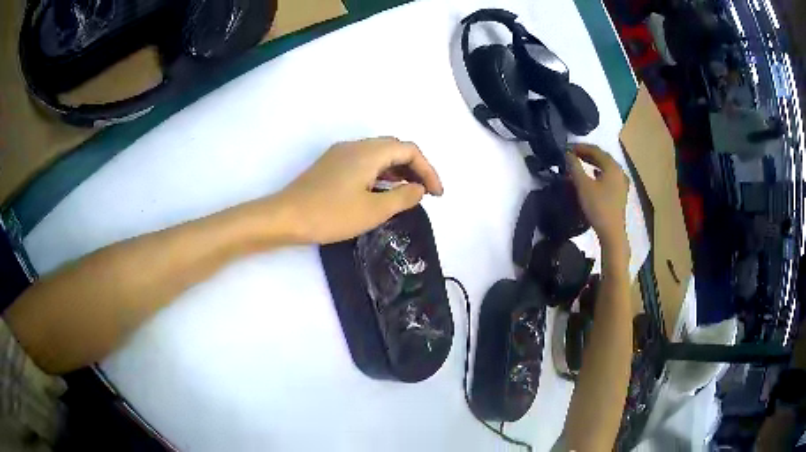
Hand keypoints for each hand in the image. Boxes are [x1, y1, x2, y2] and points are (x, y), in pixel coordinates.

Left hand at [275, 137, 442, 243]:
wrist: (285, 217)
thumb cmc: (330, 214)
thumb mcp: (373, 210)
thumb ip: (402, 197)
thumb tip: (418, 189)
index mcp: (369, 152)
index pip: (409, 150)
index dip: (428, 170)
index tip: (436, 195)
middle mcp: (356, 146)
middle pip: (395, 148)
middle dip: (415, 168)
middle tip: (425, 192)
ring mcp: (341, 154)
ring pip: (379, 155)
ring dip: (398, 171)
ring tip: (408, 193)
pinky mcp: (331, 165)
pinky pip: (364, 162)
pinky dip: (381, 174)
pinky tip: (382, 192)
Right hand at [566, 144, 628, 253]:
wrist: (612, 232)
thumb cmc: (598, 207)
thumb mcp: (583, 185)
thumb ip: (574, 167)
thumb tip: (567, 153)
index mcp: (612, 166)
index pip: (595, 149)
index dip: (580, 147)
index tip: (567, 148)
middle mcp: (619, 171)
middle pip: (602, 157)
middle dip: (587, 154)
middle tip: (572, 154)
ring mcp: (622, 183)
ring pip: (606, 167)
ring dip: (593, 163)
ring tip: (580, 163)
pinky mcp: (620, 193)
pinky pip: (609, 176)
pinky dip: (599, 173)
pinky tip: (593, 177)